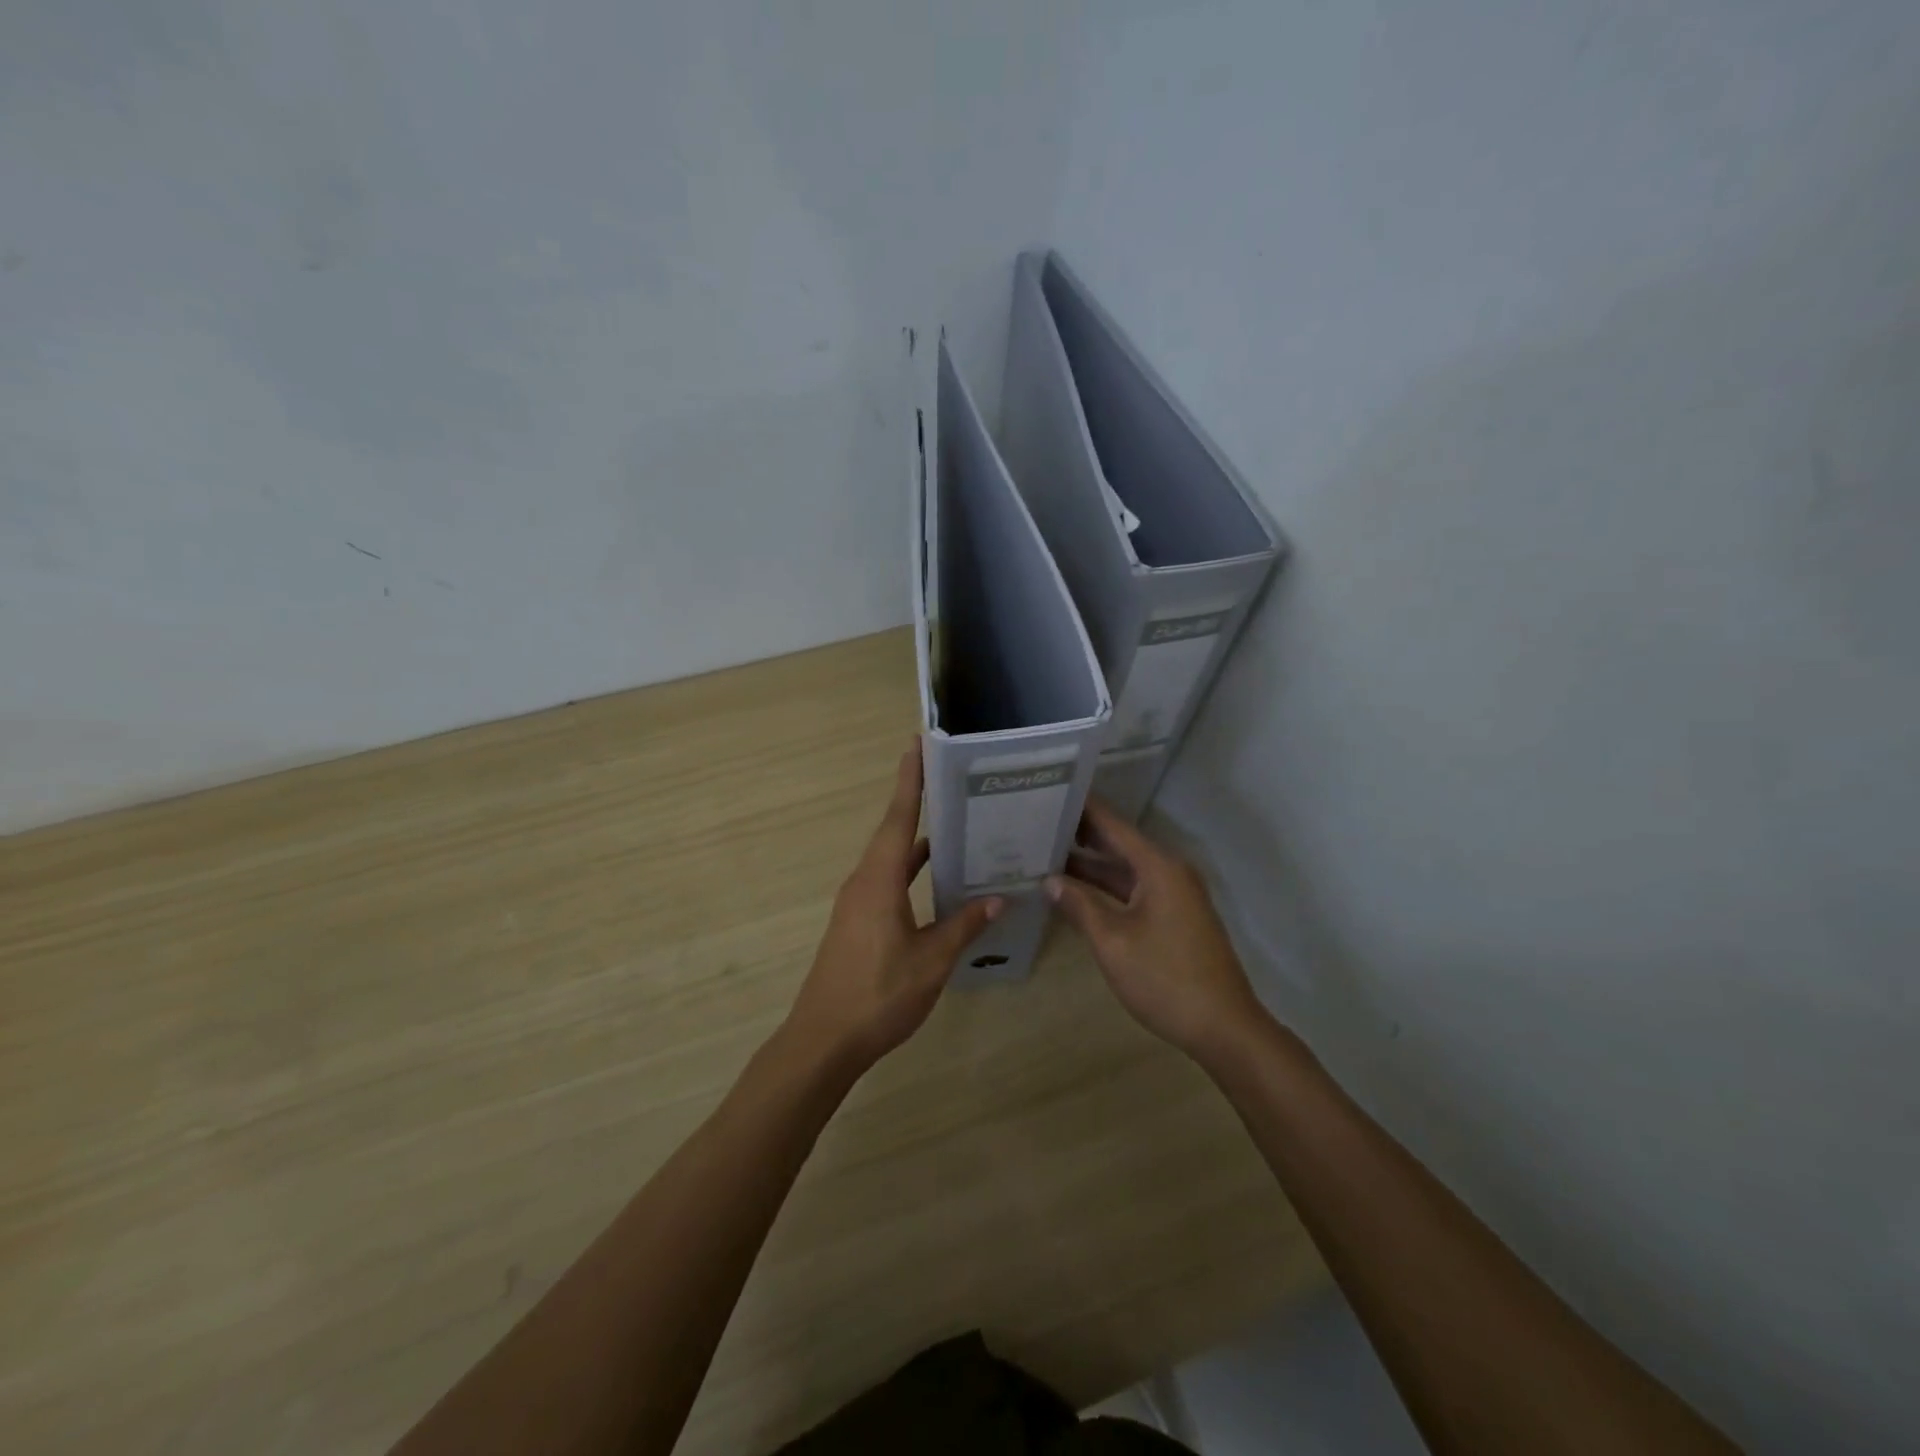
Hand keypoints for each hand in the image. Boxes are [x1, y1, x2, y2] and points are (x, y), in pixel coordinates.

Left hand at [784, 745, 1001, 1071]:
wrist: (824, 1040)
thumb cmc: (878, 995)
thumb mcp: (931, 961)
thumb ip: (964, 926)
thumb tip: (998, 898)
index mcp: (879, 881)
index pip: (898, 818)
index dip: (910, 781)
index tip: (917, 745)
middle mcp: (864, 882)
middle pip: (893, 832)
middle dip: (918, 803)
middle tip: (952, 780)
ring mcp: (857, 903)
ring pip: (891, 859)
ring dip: (917, 840)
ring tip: (955, 825)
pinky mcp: (857, 922)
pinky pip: (888, 881)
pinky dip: (911, 871)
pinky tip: (936, 880)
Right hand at [1046, 798, 1261, 1061]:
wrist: (1223, 1028)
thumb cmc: (1165, 979)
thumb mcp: (1113, 942)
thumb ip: (1079, 905)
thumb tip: (1049, 880)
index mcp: (1158, 866)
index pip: (1113, 824)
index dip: (1082, 808)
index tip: (1051, 792)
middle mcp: (1168, 872)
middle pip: (1119, 843)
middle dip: (1080, 835)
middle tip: (1037, 823)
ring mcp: (1174, 895)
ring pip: (1125, 870)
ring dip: (1090, 865)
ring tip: (1045, 854)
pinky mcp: (1174, 917)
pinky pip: (1133, 890)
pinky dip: (1106, 888)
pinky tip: (1075, 891)